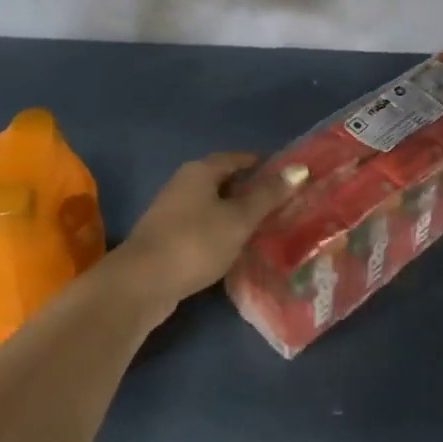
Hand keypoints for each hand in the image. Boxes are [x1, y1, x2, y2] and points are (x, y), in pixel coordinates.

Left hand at [115, 152, 309, 309]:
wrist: (142, 283)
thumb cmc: (195, 242)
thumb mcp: (238, 219)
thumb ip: (268, 195)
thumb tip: (300, 168)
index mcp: (200, 171)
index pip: (239, 158)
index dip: (265, 165)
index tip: (290, 178)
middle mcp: (184, 183)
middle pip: (225, 181)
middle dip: (253, 191)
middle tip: (285, 205)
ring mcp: (173, 211)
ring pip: (214, 205)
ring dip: (238, 214)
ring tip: (268, 228)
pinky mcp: (169, 237)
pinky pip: (204, 226)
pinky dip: (223, 232)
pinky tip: (238, 248)